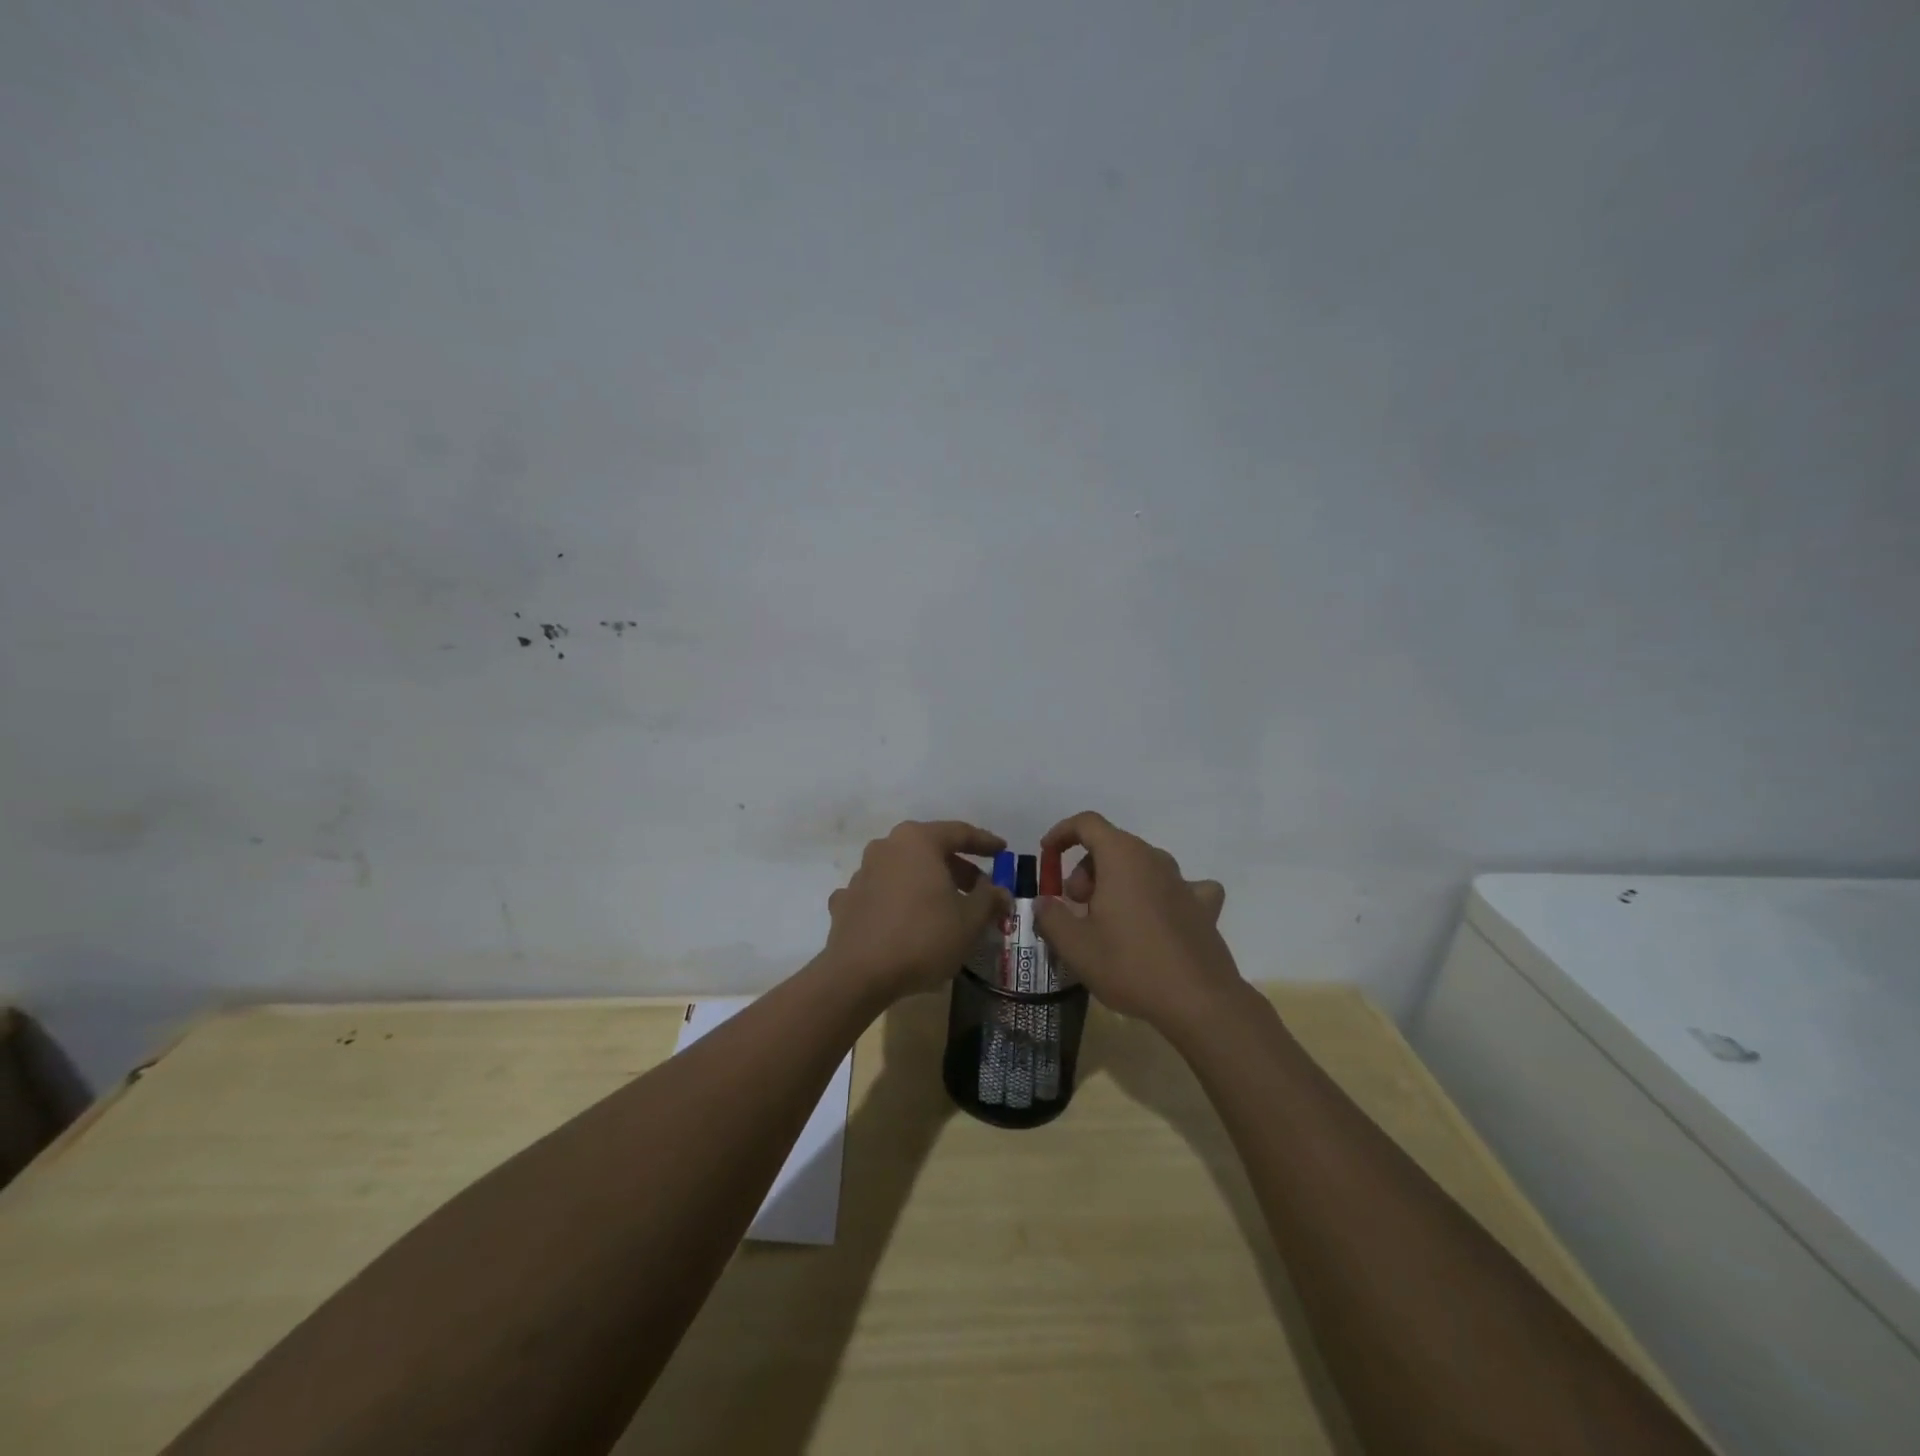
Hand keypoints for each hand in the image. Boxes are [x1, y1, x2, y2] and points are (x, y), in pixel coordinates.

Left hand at [824, 820, 1009, 1002]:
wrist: (859, 974)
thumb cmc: (923, 937)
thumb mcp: (970, 920)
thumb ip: (989, 899)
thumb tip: (1000, 891)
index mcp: (918, 841)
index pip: (959, 832)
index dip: (985, 842)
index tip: (1002, 851)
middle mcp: (886, 846)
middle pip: (930, 850)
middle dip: (957, 867)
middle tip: (978, 889)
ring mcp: (862, 872)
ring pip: (903, 870)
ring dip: (926, 883)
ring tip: (945, 908)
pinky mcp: (847, 900)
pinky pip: (880, 893)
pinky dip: (897, 901)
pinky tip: (905, 920)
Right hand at [1034, 811, 1239, 1030]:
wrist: (1199, 1002)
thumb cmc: (1130, 965)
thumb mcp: (1075, 946)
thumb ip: (1051, 916)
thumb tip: (1044, 902)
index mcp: (1122, 857)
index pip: (1087, 823)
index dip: (1062, 833)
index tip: (1047, 855)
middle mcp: (1155, 859)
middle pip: (1112, 846)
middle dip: (1086, 870)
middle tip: (1076, 907)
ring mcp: (1184, 882)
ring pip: (1142, 866)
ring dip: (1118, 882)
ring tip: (1108, 921)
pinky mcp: (1204, 908)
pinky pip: (1179, 888)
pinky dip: (1162, 895)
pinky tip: (1159, 919)